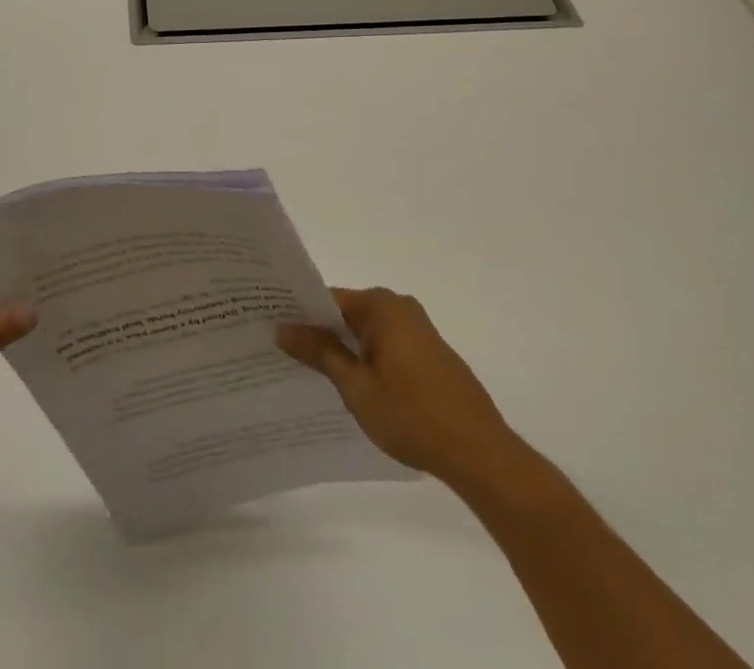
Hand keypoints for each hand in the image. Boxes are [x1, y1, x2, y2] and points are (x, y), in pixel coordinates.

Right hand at [278, 286, 519, 490]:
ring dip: (342, 348)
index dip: (298, 314)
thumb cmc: (413, 416)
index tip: (271, 326)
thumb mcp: (356, 386)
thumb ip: (320, 352)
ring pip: (366, 332)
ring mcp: (418, 331)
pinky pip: (385, 346)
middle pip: (347, 313)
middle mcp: (400, 307)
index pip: (326, 299)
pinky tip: (349, 385)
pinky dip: (365, 359)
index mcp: (381, 305)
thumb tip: (283, 328)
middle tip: (281, 350)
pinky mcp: (430, 355)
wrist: (482, 455)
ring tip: (307, 370)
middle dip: (318, 331)